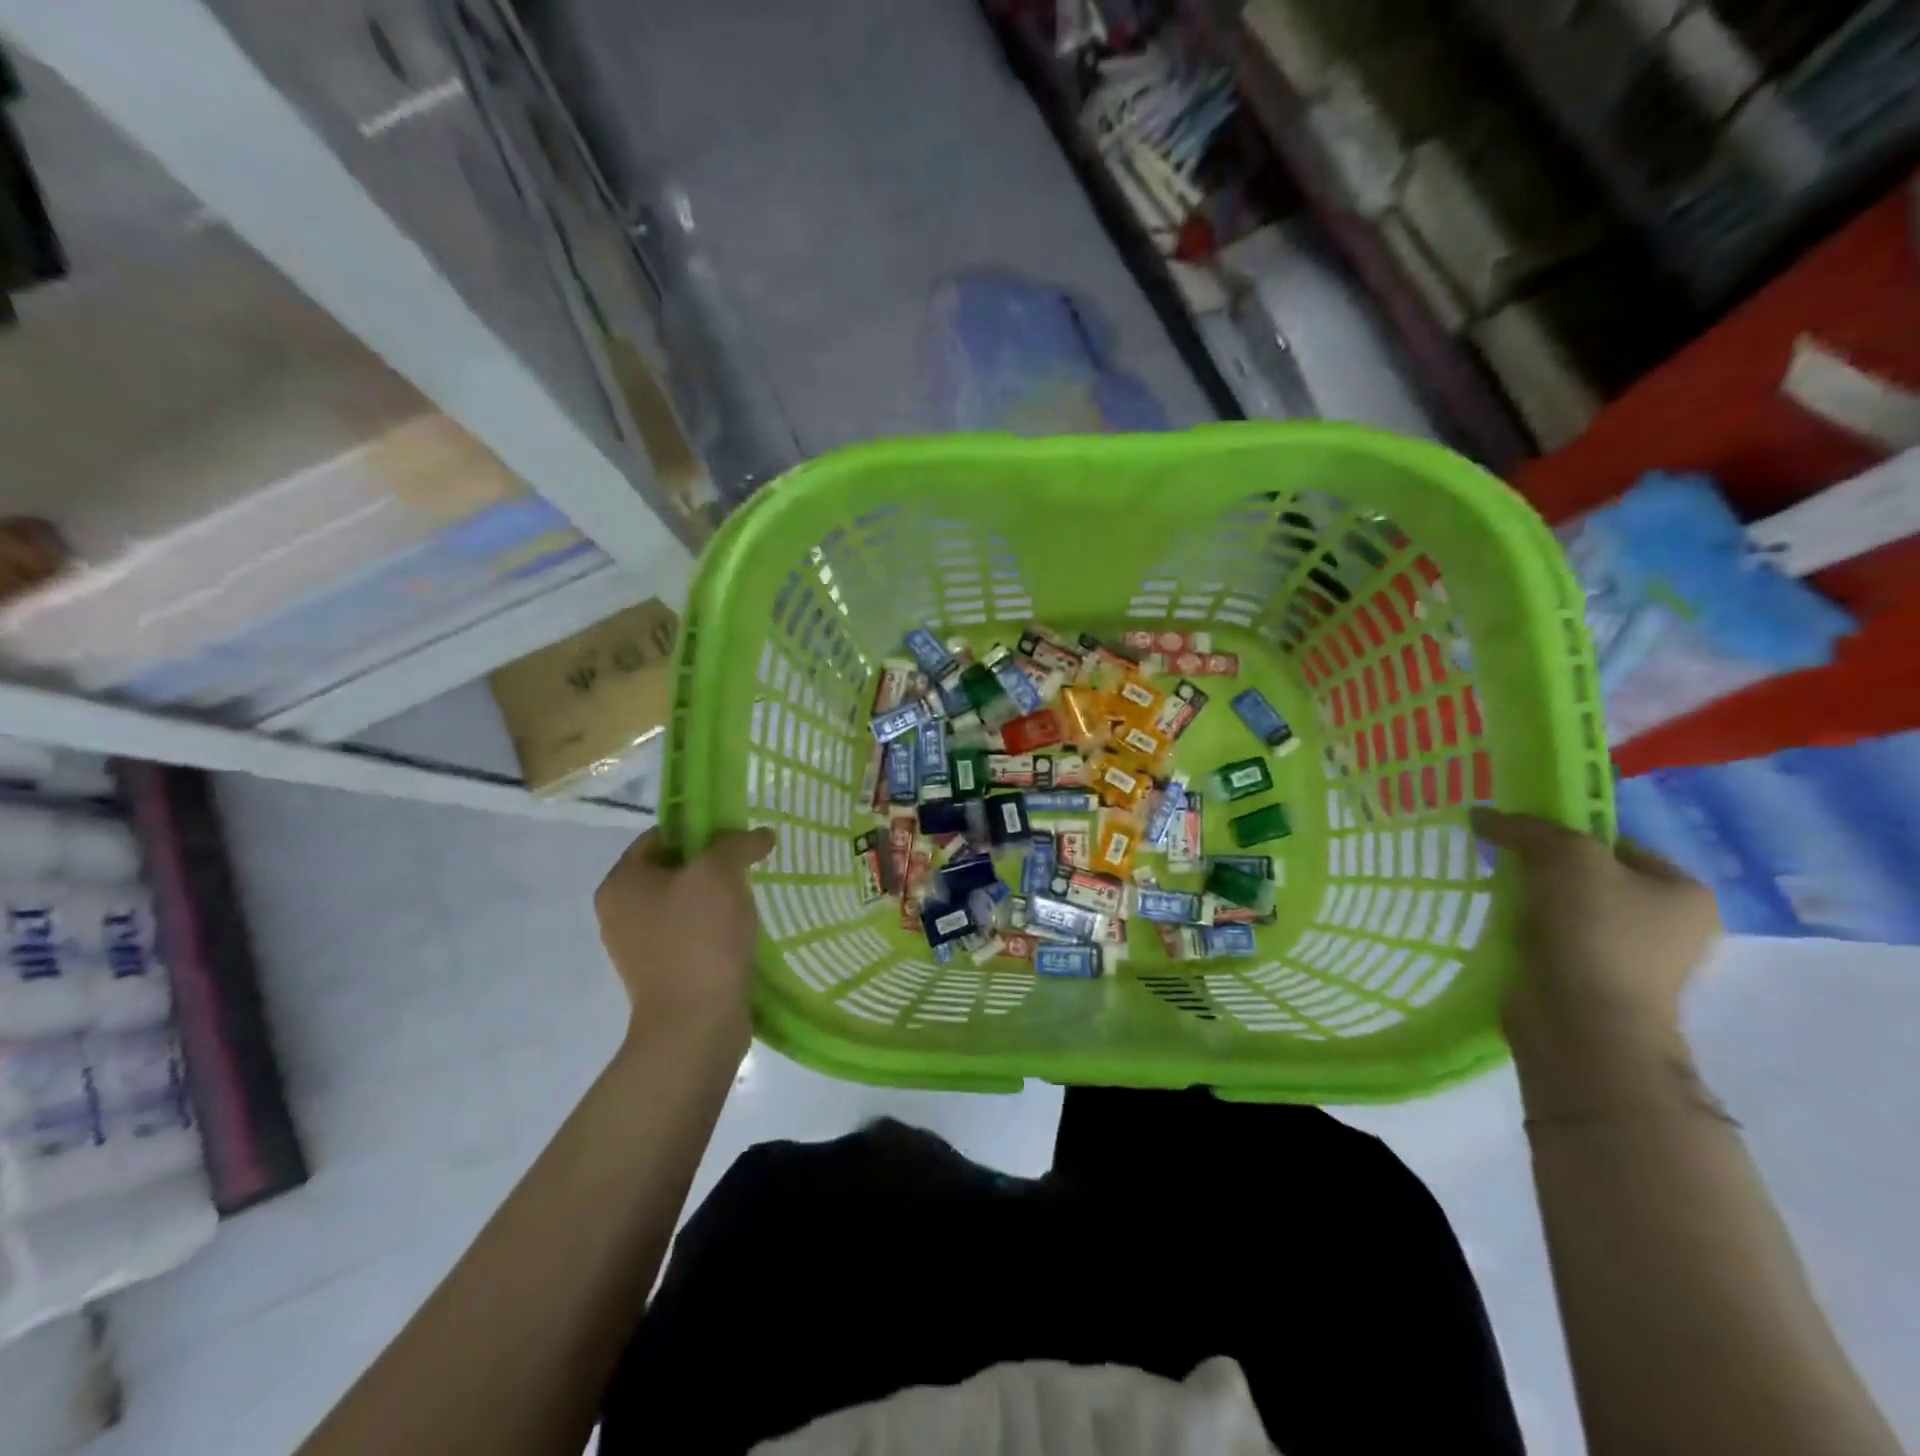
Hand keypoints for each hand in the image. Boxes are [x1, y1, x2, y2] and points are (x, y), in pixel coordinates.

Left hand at [594, 827, 775, 1055]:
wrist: (695, 1026)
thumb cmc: (699, 939)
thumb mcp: (719, 873)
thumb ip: (737, 843)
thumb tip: (760, 835)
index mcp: (620, 883)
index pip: (659, 836)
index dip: (699, 829)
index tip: (735, 837)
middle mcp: (619, 912)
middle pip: (672, 869)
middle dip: (712, 864)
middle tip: (747, 866)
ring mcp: (638, 947)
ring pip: (684, 903)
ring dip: (716, 898)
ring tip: (749, 900)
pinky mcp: (661, 973)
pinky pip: (690, 935)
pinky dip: (714, 928)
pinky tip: (740, 932)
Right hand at [1471, 809, 1720, 1057]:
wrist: (1582, 1022)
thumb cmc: (1592, 931)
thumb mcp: (1563, 856)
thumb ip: (1525, 828)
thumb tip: (1482, 815)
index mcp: (1685, 891)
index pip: (1616, 843)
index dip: (1565, 834)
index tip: (1520, 838)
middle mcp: (1671, 925)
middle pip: (1592, 877)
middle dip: (1545, 870)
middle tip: (1505, 865)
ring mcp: (1636, 960)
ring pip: (1571, 911)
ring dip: (1535, 903)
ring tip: (1500, 897)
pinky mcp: (1597, 985)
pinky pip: (1557, 942)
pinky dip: (1530, 933)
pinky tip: (1506, 929)